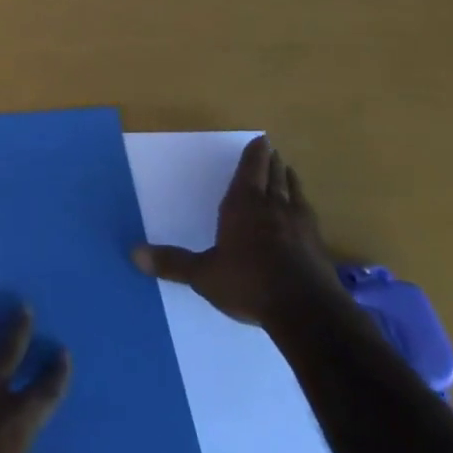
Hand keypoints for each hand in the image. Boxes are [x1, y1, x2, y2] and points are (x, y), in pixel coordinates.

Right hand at [132, 136, 349, 337]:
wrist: (307, 312)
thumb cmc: (249, 284)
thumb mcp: (204, 275)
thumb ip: (173, 263)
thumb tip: (134, 254)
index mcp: (243, 205)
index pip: (250, 171)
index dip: (255, 155)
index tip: (261, 140)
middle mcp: (273, 207)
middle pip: (274, 176)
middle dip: (272, 162)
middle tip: (272, 150)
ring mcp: (300, 225)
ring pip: (294, 191)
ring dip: (290, 179)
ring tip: (289, 171)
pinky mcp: (318, 246)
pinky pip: (309, 215)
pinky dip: (304, 205)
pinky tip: (306, 211)